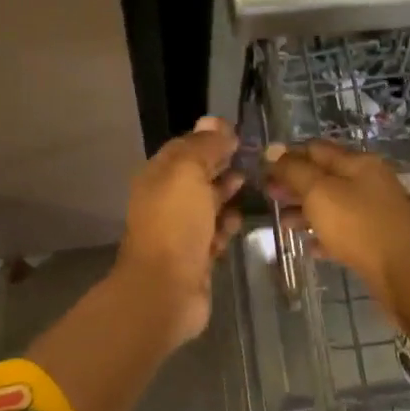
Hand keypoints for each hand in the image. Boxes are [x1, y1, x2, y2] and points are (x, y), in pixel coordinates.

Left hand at [114, 117, 244, 343]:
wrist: (166, 289)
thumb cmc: (175, 223)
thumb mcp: (189, 172)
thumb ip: (204, 147)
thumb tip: (215, 121)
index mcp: (157, 176)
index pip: (184, 147)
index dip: (210, 138)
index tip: (239, 134)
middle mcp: (166, 200)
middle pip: (197, 175)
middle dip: (221, 166)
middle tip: (251, 159)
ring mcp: (180, 230)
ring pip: (207, 204)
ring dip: (226, 195)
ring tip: (251, 186)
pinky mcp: (195, 257)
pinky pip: (214, 233)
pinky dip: (225, 226)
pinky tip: (238, 221)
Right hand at [264, 141, 409, 314]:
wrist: (406, 275)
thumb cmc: (359, 227)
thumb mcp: (320, 193)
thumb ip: (294, 171)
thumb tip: (273, 150)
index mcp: (358, 163)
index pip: (316, 149)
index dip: (288, 156)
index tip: (263, 170)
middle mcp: (369, 181)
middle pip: (324, 176)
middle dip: (295, 185)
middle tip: (269, 196)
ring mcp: (376, 211)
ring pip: (333, 204)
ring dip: (306, 211)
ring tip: (283, 224)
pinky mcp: (378, 239)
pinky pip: (344, 231)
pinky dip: (324, 234)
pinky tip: (309, 246)